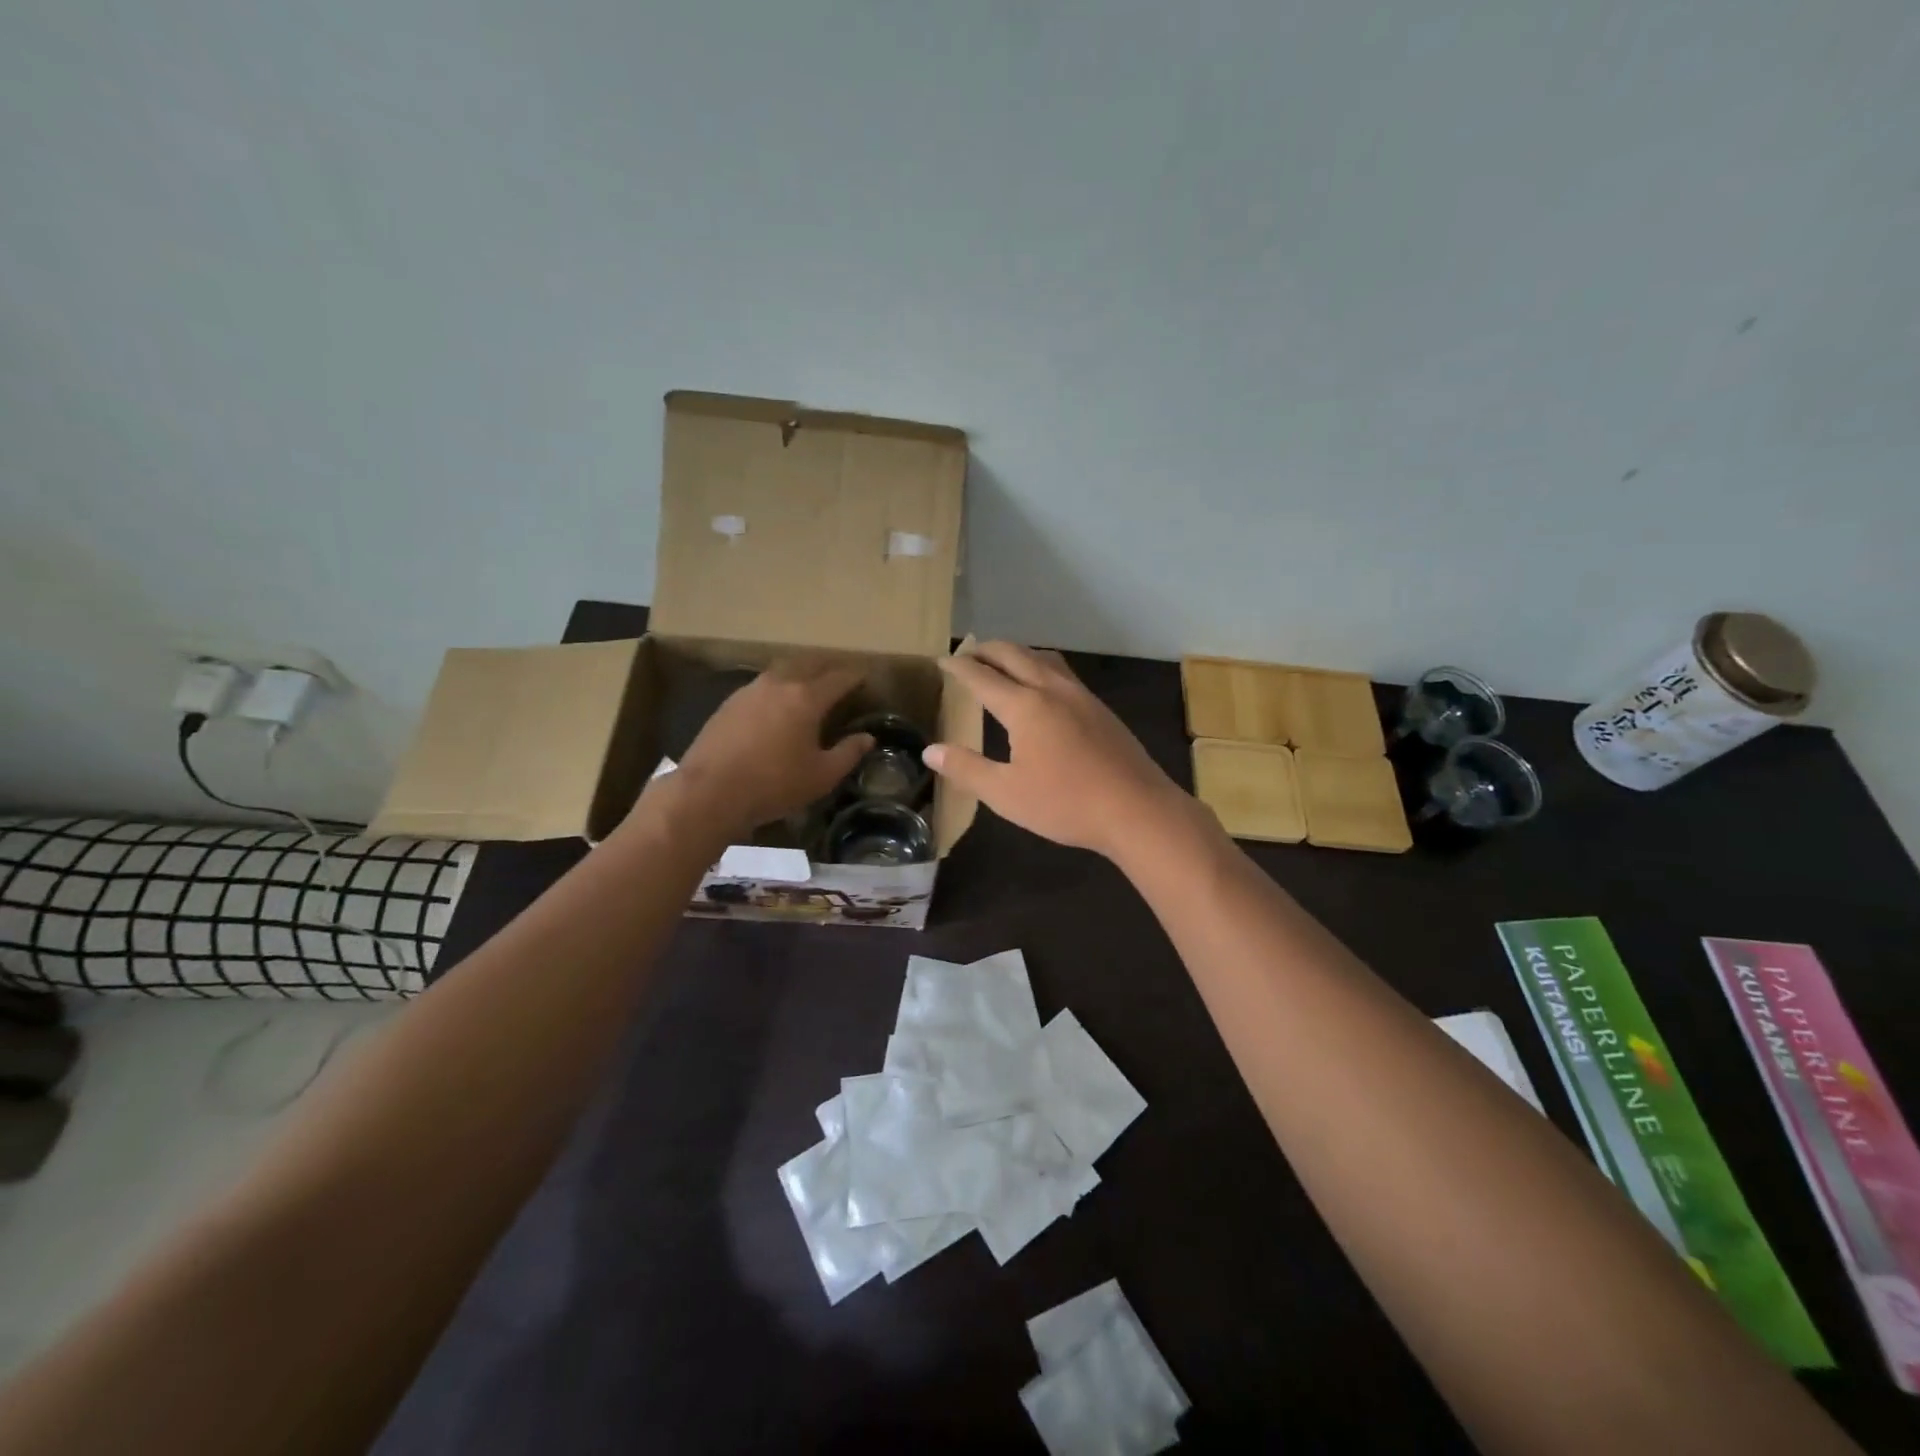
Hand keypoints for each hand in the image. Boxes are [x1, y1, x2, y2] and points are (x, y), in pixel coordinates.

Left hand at [666, 660, 871, 839]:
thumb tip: (867, 738)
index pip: (839, 678)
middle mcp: (779, 684)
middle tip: (839, 676)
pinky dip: (777, 688)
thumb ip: (848, 753)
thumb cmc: (774, 784)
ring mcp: (749, 690)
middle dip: (827, 667)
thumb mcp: (821, 776)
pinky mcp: (728, 703)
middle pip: (808, 664)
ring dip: (799, 673)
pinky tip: (775, 704)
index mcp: (806, 698)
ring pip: (781, 671)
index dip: (855, 676)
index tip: (865, 676)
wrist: (710, 792)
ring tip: (808, 685)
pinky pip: (761, 686)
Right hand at [925, 643, 1189, 860]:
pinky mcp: (1101, 709)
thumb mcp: (1006, 793)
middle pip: (1014, 655)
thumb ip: (966, 768)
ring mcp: (1081, 696)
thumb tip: (930, 750)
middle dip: (987, 650)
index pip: (982, 676)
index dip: (959, 666)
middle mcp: (1052, 690)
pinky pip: (1062, 673)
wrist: (1137, 809)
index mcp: (1024, 706)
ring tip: (1002, 663)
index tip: (942, 660)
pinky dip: (1040, 666)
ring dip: (1017, 653)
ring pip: (1043, 658)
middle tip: (968, 653)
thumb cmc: (1066, 803)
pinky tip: (1043, 688)